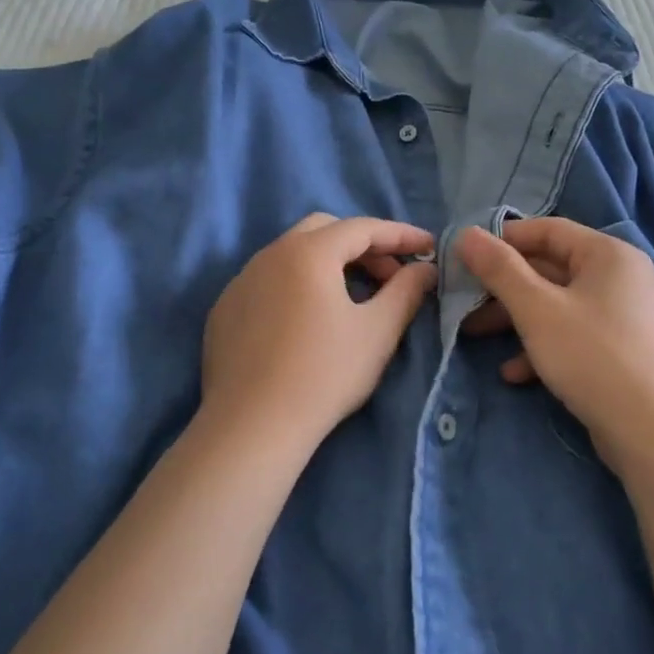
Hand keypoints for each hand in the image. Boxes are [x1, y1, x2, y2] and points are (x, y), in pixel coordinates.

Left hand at [201, 213, 437, 454]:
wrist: (253, 425)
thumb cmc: (325, 374)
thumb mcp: (377, 331)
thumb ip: (406, 291)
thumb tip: (424, 270)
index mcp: (308, 252)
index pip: (362, 228)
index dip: (400, 235)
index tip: (429, 248)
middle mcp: (269, 254)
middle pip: (324, 230)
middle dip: (363, 245)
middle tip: (390, 276)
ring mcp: (241, 281)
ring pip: (292, 254)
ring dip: (329, 264)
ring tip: (353, 297)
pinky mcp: (225, 309)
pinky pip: (269, 281)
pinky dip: (297, 285)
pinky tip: (309, 321)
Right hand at [457, 218, 653, 474]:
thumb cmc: (592, 356)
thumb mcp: (536, 309)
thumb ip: (499, 269)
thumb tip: (465, 233)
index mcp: (608, 254)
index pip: (548, 229)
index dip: (503, 239)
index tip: (465, 257)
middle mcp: (620, 277)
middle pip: (550, 268)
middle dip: (503, 286)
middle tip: (463, 299)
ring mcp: (622, 316)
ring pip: (556, 304)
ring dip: (515, 318)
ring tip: (474, 335)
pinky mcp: (619, 350)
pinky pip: (572, 334)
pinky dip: (541, 346)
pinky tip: (513, 373)